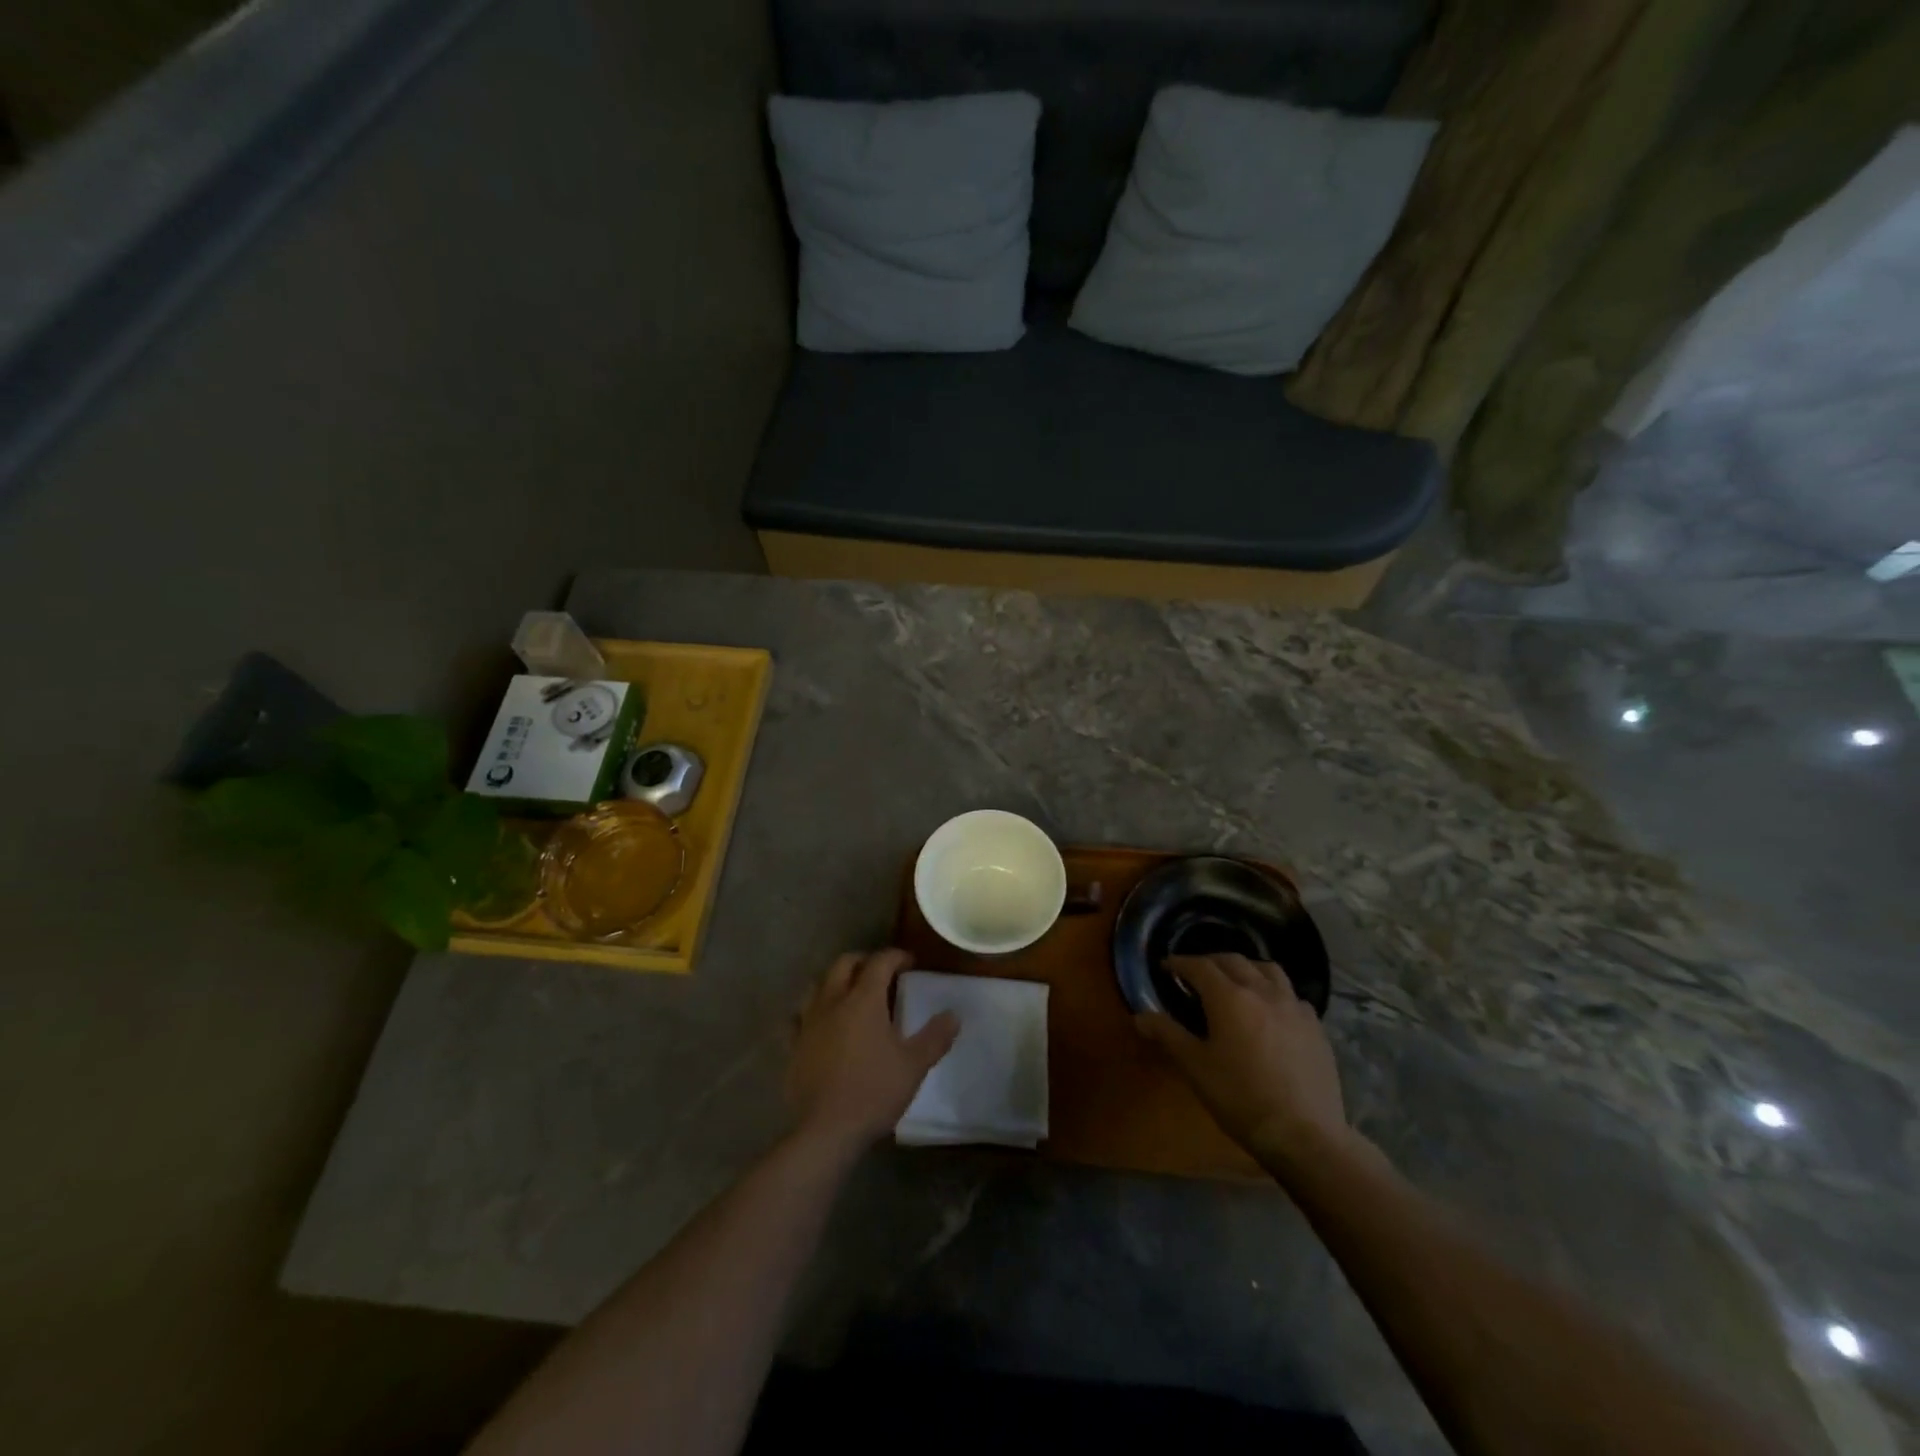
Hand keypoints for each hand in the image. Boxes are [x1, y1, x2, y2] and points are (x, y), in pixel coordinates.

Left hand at [788, 948, 958, 1154]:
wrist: (826, 1130)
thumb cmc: (874, 1091)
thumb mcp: (914, 1065)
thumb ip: (935, 1036)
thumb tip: (953, 1015)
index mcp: (863, 999)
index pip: (880, 962)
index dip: (896, 956)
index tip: (911, 962)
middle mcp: (833, 1001)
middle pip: (844, 964)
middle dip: (864, 960)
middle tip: (881, 972)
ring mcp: (808, 1022)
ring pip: (818, 984)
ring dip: (836, 980)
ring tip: (851, 992)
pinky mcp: (793, 1045)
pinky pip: (799, 1016)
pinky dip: (812, 1010)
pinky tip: (820, 1022)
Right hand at [1137, 954, 1351, 1170]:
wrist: (1305, 1135)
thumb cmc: (1241, 1098)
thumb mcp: (1195, 1067)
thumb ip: (1167, 1035)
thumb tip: (1139, 1016)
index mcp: (1229, 997)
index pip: (1199, 966)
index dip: (1179, 963)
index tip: (1166, 966)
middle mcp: (1262, 991)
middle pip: (1233, 961)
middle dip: (1210, 961)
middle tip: (1195, 973)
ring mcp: (1294, 1007)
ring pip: (1268, 970)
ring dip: (1246, 968)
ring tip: (1236, 982)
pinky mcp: (1316, 1026)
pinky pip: (1292, 996)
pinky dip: (1275, 993)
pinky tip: (1272, 1012)